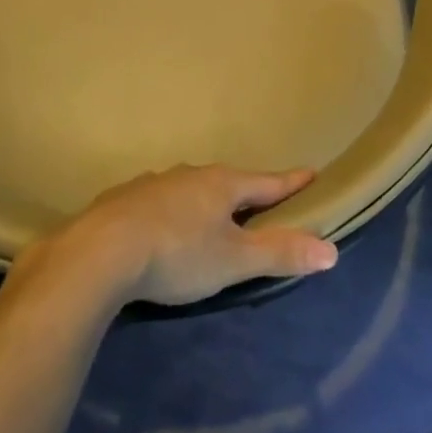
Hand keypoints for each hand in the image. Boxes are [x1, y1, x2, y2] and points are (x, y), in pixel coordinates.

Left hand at [44, 165, 337, 307]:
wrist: (100, 252)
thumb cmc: (177, 253)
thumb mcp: (234, 260)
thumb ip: (280, 254)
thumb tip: (331, 250)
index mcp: (222, 185)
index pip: (267, 181)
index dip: (290, 182)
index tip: (311, 172)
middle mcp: (190, 175)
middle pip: (227, 182)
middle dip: (244, 191)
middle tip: (258, 199)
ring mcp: (154, 184)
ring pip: (189, 189)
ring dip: (203, 200)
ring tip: (208, 215)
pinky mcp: (123, 200)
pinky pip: (157, 202)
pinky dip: (169, 212)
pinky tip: (160, 227)